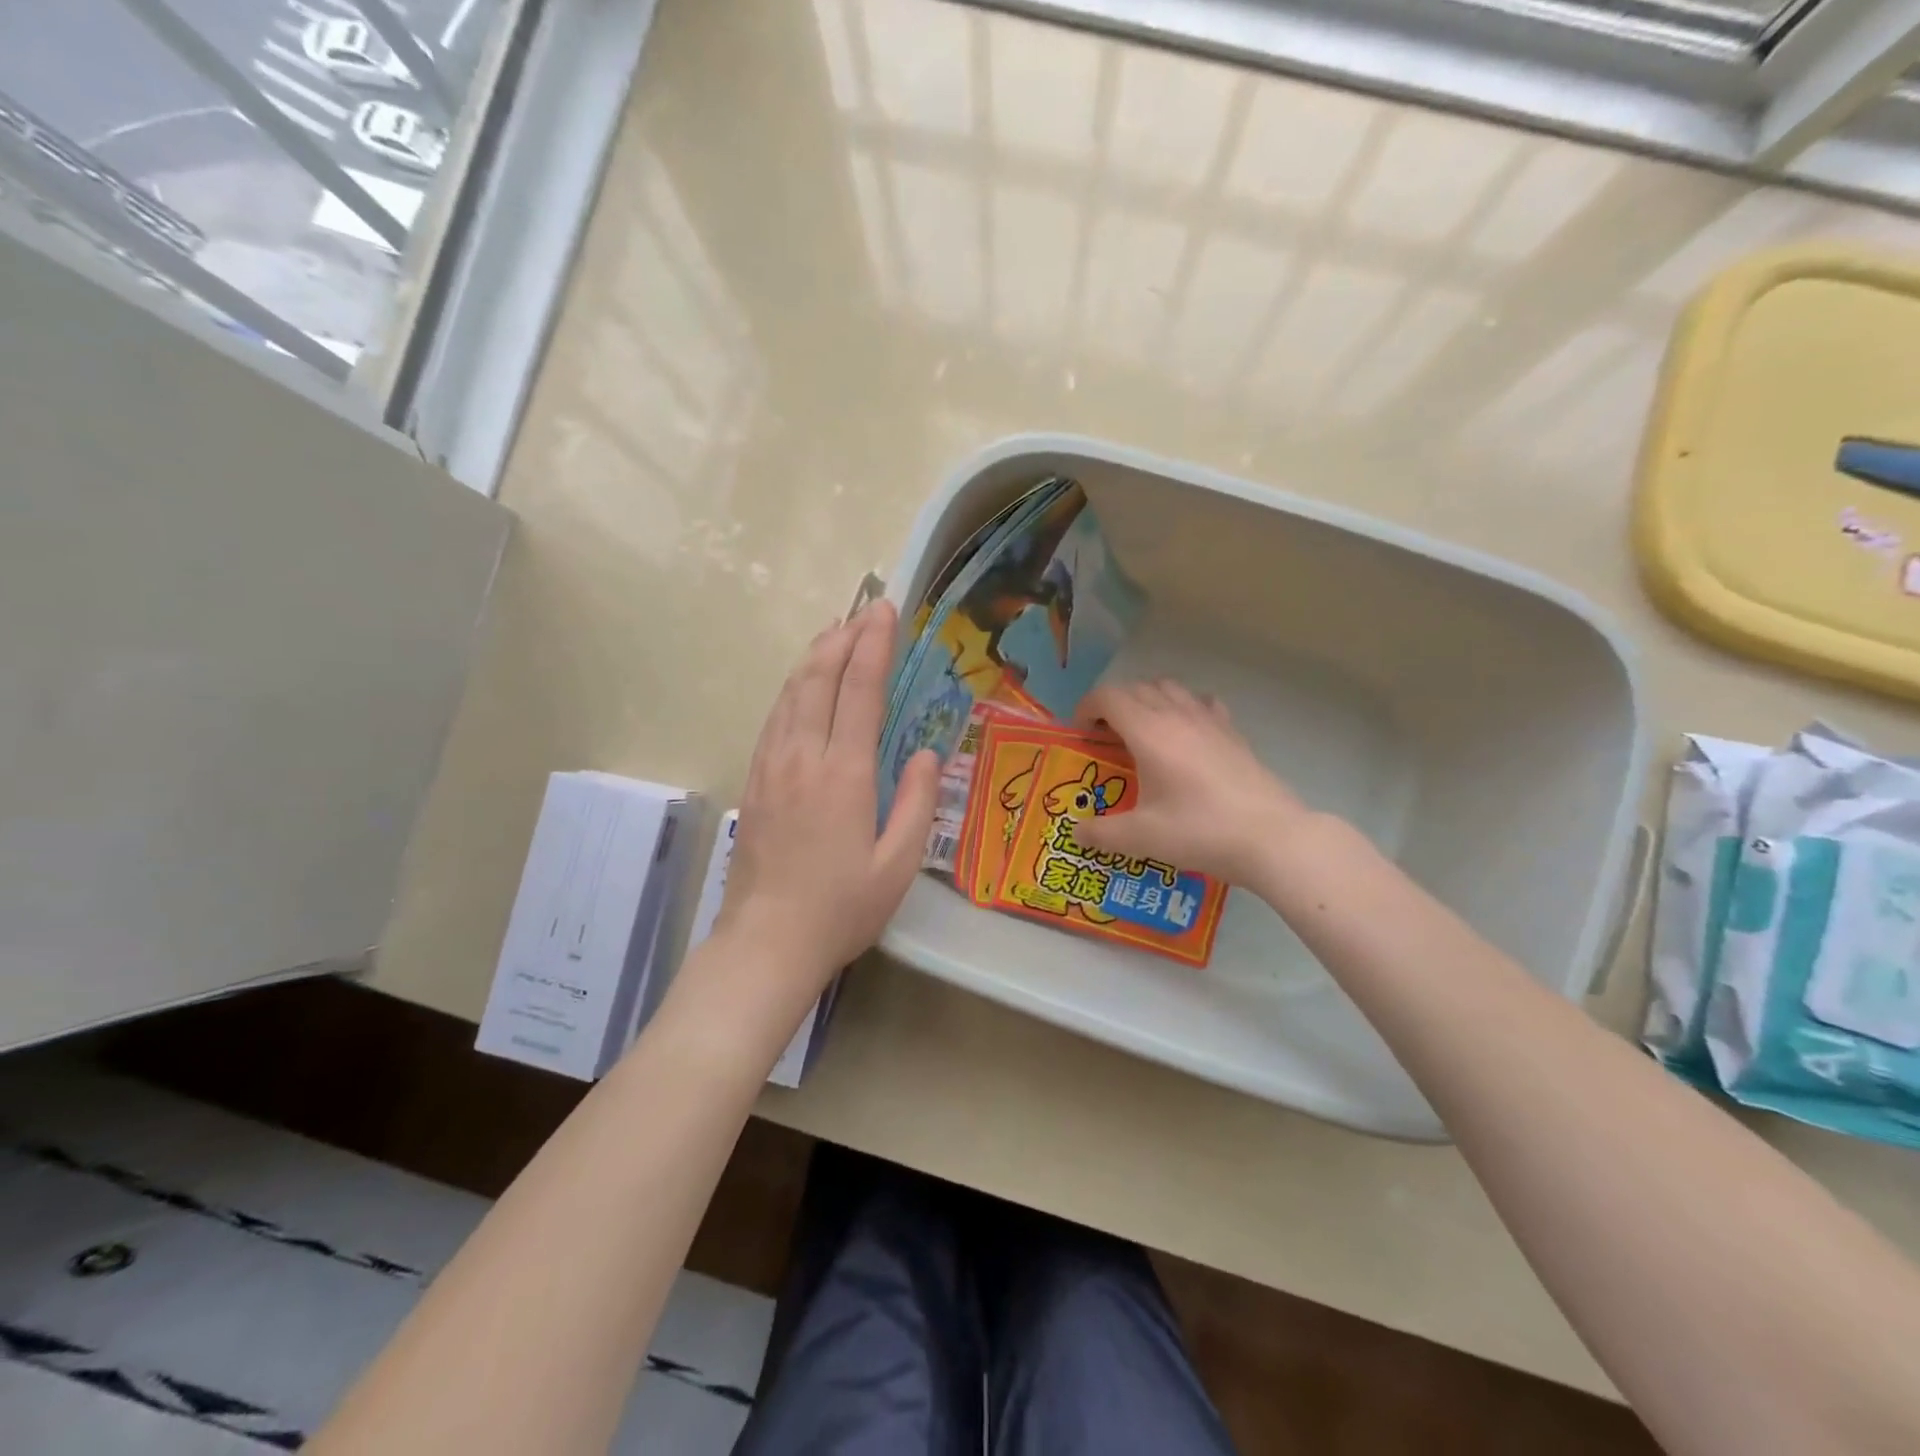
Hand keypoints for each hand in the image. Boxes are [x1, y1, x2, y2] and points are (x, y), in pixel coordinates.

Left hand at [716, 601, 939, 991]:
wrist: (767, 942)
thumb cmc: (841, 908)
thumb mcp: (898, 864)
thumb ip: (918, 802)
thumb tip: (927, 753)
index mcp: (844, 773)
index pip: (860, 690)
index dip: (873, 645)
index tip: (885, 610)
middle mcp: (803, 757)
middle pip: (819, 678)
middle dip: (843, 637)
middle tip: (864, 610)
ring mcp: (772, 765)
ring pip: (790, 692)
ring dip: (814, 655)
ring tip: (834, 630)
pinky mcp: (755, 779)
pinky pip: (774, 717)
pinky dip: (792, 687)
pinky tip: (802, 682)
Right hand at [1074, 679, 1310, 885]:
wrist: (1270, 838)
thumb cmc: (1199, 831)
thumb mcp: (1141, 838)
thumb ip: (1101, 833)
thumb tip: (1077, 832)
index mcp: (1148, 732)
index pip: (1108, 697)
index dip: (1086, 708)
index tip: (1080, 733)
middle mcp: (1177, 715)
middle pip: (1137, 687)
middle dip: (1113, 705)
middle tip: (1105, 737)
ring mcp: (1210, 720)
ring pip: (1170, 688)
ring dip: (1147, 700)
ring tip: (1142, 731)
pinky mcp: (1233, 733)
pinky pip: (1201, 702)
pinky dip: (1184, 707)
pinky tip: (1186, 734)